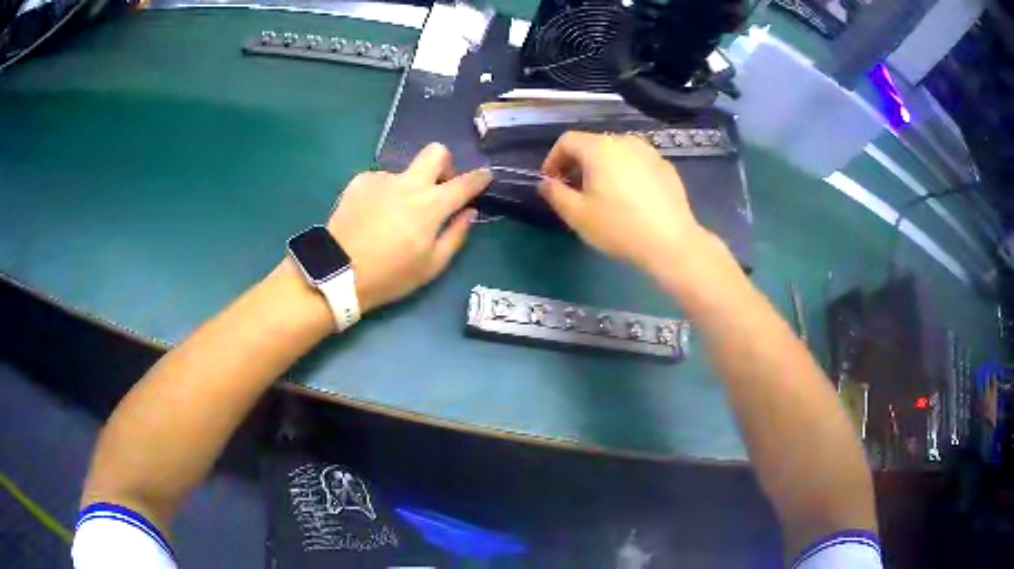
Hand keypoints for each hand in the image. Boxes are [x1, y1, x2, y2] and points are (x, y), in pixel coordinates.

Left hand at [327, 144, 490, 312]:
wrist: (338, 272)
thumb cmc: (390, 275)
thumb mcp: (431, 265)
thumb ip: (455, 235)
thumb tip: (468, 212)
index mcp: (431, 205)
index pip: (464, 183)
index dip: (480, 178)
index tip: (485, 176)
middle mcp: (409, 183)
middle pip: (436, 152)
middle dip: (445, 164)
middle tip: (438, 187)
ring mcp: (382, 179)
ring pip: (405, 172)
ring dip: (408, 188)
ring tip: (392, 217)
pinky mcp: (361, 181)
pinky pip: (382, 181)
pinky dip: (384, 194)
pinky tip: (372, 216)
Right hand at [539, 131, 709, 272]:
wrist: (671, 243)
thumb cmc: (619, 227)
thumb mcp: (577, 215)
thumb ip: (555, 194)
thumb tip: (545, 182)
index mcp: (600, 148)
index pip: (568, 141)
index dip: (553, 159)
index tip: (551, 181)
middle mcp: (625, 141)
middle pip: (593, 144)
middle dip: (577, 163)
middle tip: (574, 190)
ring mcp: (649, 152)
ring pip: (617, 152)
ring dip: (603, 167)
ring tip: (602, 193)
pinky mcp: (666, 167)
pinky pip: (637, 163)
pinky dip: (626, 173)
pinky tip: (630, 198)